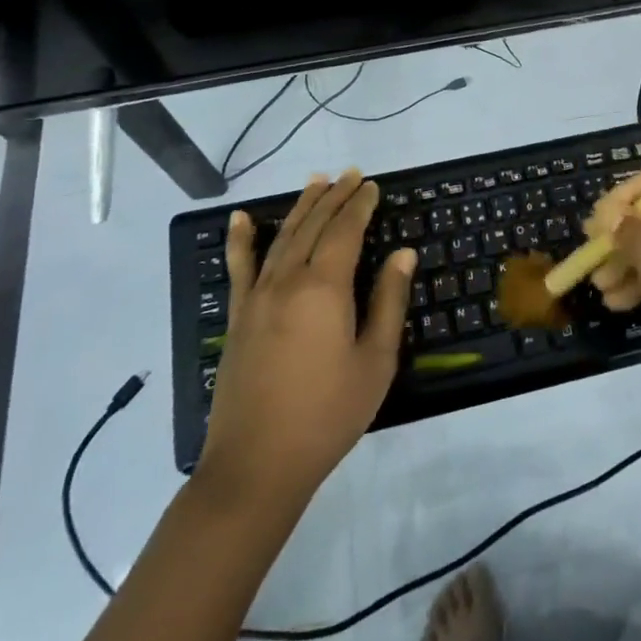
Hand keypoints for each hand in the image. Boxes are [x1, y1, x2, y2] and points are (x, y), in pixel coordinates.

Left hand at [198, 171, 414, 505]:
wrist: (257, 465)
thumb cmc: (327, 414)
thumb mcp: (375, 361)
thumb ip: (388, 301)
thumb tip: (403, 253)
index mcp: (324, 288)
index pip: (345, 231)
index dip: (360, 205)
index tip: (373, 186)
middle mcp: (288, 280)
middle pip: (313, 225)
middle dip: (335, 197)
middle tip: (351, 175)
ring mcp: (257, 297)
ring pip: (282, 237)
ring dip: (301, 206)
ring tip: (317, 181)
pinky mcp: (238, 316)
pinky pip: (239, 267)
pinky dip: (240, 239)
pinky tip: (239, 218)